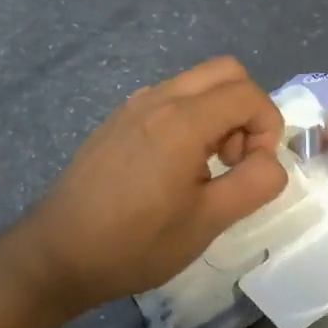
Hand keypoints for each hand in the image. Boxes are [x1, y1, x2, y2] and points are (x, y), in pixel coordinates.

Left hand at [3, 58, 288, 317]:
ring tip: (207, 168)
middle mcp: (158, 99)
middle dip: (247, 110)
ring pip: (197, 83)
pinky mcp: (117, 120)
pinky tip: (175, 168)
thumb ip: (255, 184)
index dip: (268, 127)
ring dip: (219, 114)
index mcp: (182, 121)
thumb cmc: (135, 243)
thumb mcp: (208, 223)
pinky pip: (169, 99)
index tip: (256, 168)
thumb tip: (270, 161)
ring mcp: (133, 106)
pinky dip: (191, 118)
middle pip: (226, 72)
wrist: (57, 255)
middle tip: (236, 159)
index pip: (248, 94)